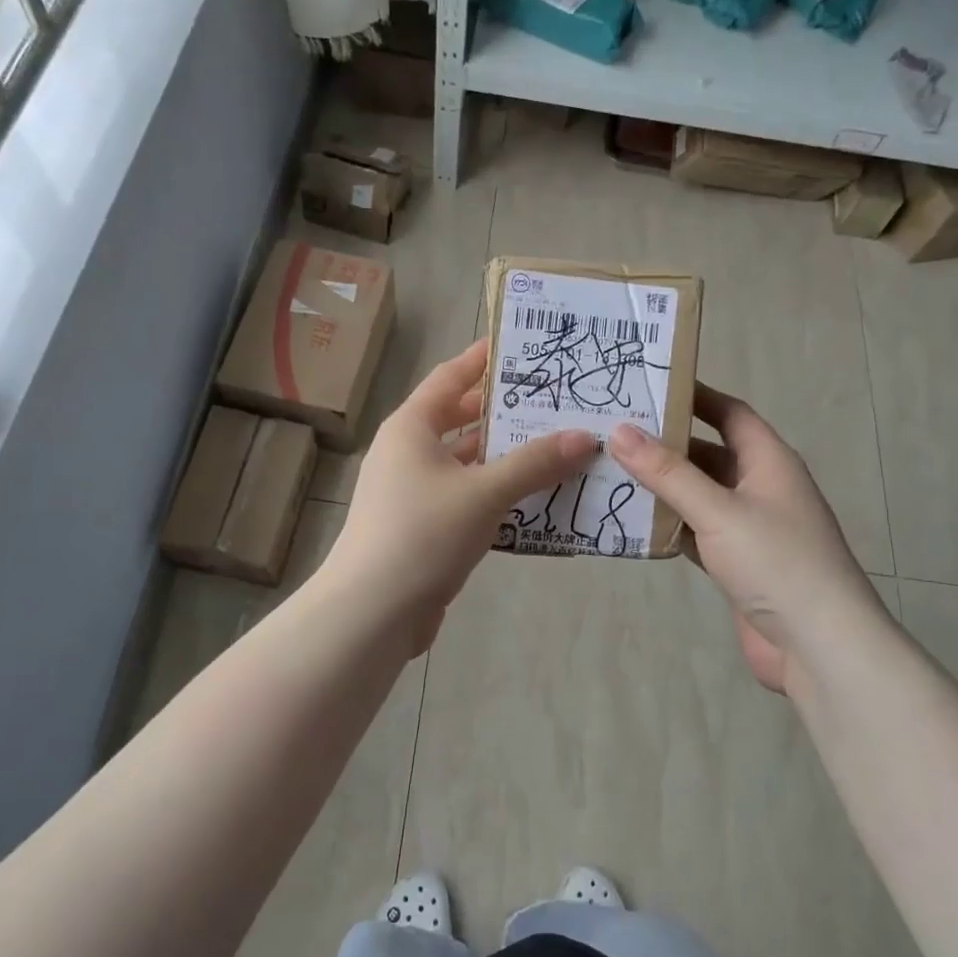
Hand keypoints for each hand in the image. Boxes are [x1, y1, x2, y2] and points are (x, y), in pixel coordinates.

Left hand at [319, 340, 597, 655]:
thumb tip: (585, 437)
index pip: (450, 376)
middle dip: (504, 409)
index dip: (483, 358)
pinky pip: (468, 496)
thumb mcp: (484, 492)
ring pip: (467, 462)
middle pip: (460, 419)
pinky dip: (497, 492)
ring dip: (506, 455)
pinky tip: (536, 497)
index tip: (522, 344)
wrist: (372, 612)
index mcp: (411, 428)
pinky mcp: (424, 527)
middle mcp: (408, 452)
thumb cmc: (422, 534)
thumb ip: (535, 463)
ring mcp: (414, 492)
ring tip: (558, 443)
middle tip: (554, 398)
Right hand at [607, 384, 883, 693]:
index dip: (694, 396)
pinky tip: (635, 522)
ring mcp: (751, 527)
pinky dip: (671, 525)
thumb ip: (668, 473)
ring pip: (701, 495)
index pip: (730, 413)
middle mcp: (761, 487)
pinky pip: (699, 531)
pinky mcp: (739, 563)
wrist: (819, 646)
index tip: (648, 385)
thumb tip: (621, 430)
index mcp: (769, 462)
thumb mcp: (718, 510)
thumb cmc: (776, 563)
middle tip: (614, 432)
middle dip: (667, 444)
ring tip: (613, 471)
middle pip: (710, 453)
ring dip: (665, 486)